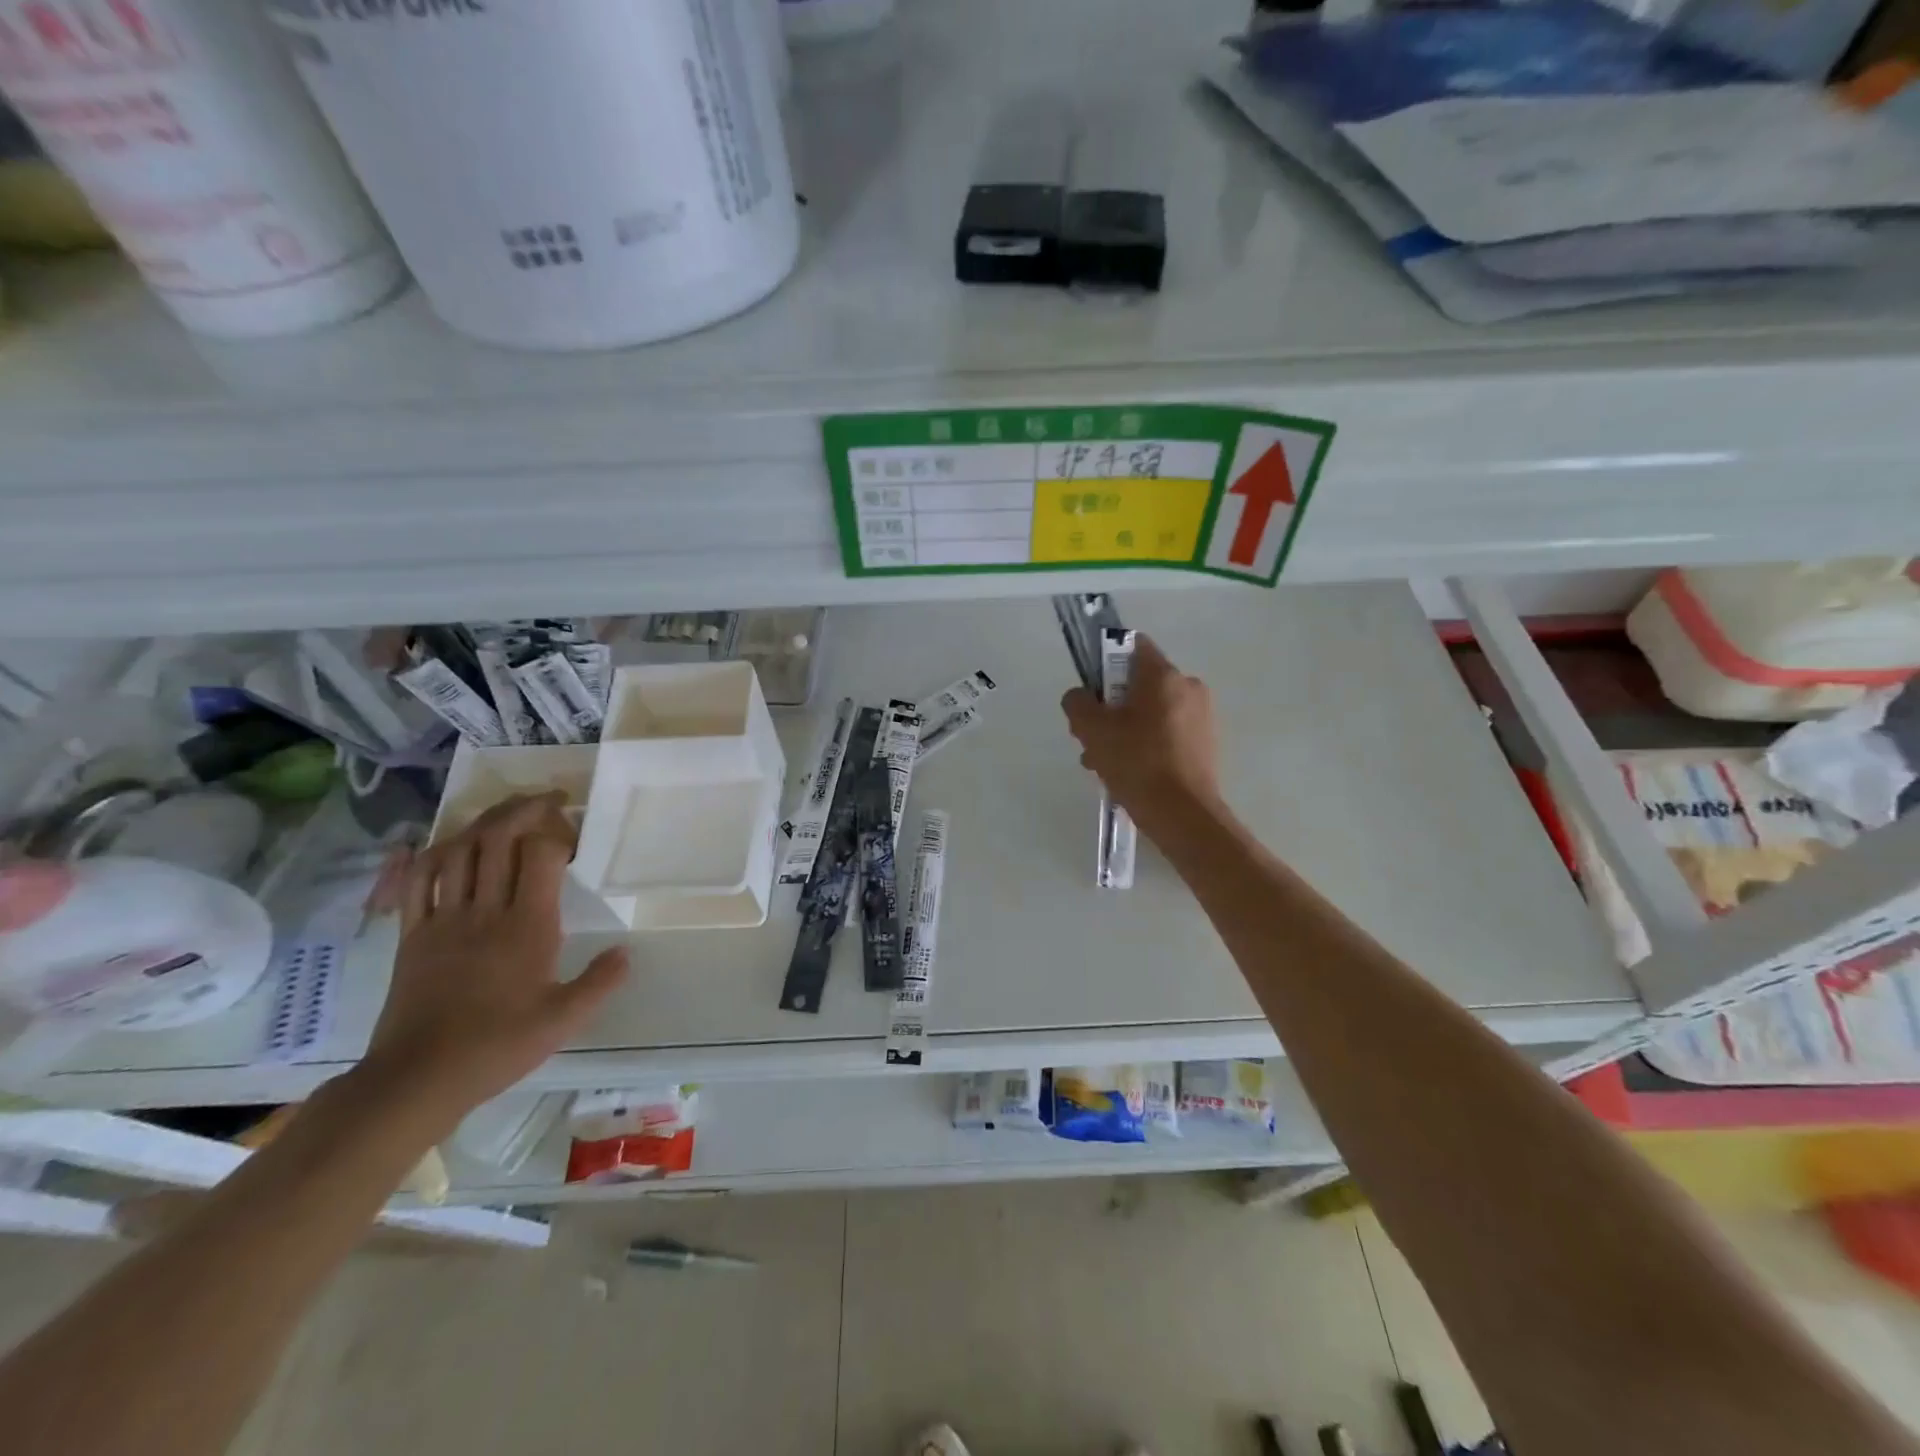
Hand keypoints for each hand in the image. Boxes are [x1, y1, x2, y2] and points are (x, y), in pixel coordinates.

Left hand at [361, 793, 627, 1125]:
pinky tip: (440, 846)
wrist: (418, 1078)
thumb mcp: (563, 1020)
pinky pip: (415, 882)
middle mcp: (484, 911)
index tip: (573, 834)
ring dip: (481, 824)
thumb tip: (625, 952)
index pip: (540, 854)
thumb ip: (600, 982)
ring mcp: (442, 920)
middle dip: (522, 809)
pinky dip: (428, 855)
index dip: (557, 832)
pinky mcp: (411, 935)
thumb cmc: (498, 1046)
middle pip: (497, 838)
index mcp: (527, 927)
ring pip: (457, 851)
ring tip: (504, 815)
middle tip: (546, 802)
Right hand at [1061, 635, 1222, 828]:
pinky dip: (1145, 745)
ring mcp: (1201, 717)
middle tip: (1091, 739)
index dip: (1105, 662)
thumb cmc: (1137, 764)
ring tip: (1105, 764)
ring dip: (1124, 731)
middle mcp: (1188, 687)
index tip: (1091, 692)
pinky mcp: (1205, 744)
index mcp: (1164, 676)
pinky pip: (1166, 733)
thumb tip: (1080, 697)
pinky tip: (1129, 773)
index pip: (1132, 646)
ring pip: (1150, 712)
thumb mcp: (1093, 730)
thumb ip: (1078, 703)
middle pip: (1138, 684)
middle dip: (1110, 708)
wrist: (1184, 815)